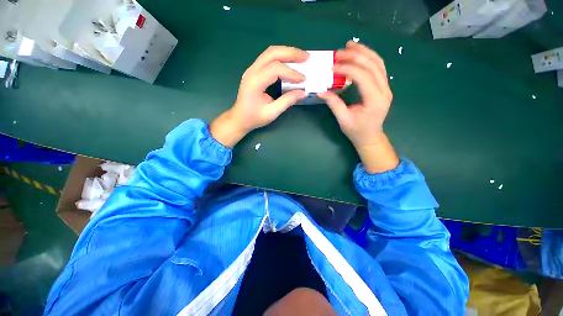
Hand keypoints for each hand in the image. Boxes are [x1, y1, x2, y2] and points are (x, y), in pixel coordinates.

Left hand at [210, 46, 308, 146]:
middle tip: (306, 57)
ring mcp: (251, 69)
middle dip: (291, 53)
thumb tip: (303, 92)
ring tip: (300, 57)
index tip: (304, 80)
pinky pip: (268, 58)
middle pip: (272, 53)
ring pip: (270, 52)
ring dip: (286, 52)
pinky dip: (280, 57)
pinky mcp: (254, 71)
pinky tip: (289, 61)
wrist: (239, 118)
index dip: (291, 73)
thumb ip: (287, 101)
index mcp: (255, 82)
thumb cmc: (254, 117)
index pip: (275, 69)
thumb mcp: (272, 112)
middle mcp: (252, 71)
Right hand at [319, 41, 398, 172]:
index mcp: (374, 100)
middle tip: (338, 52)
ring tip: (350, 45)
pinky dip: (369, 57)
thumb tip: (321, 91)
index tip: (332, 66)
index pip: (362, 77)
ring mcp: (386, 87)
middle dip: (355, 56)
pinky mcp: (383, 87)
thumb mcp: (343, 120)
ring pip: (378, 63)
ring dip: (364, 52)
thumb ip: (334, 104)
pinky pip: (378, 67)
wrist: (370, 137)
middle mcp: (384, 91)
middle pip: (372, 65)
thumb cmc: (356, 131)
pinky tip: (359, 53)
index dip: (347, 69)